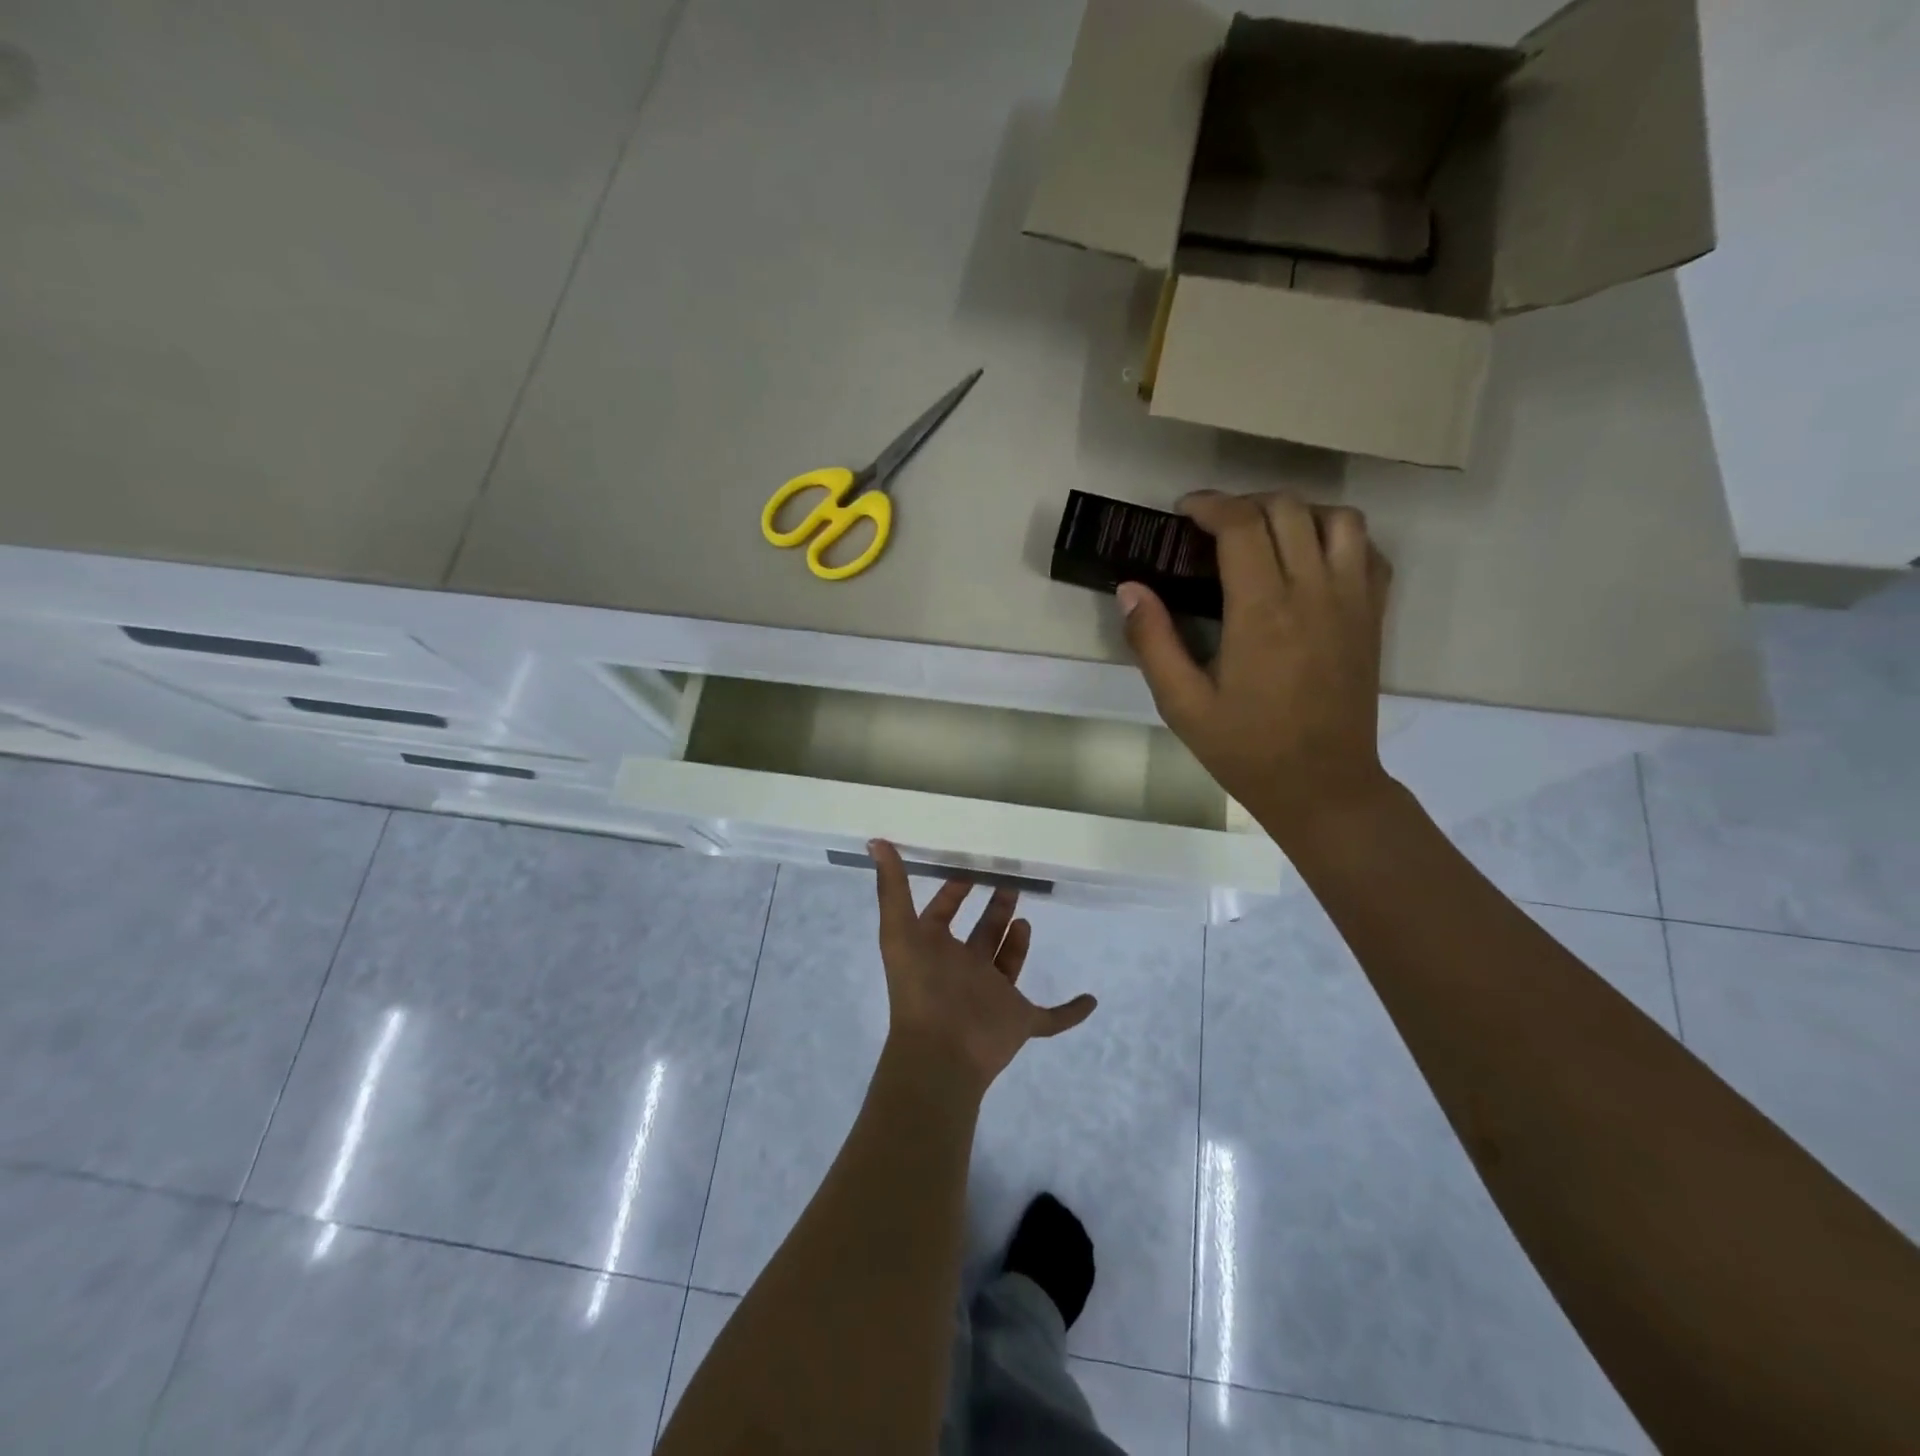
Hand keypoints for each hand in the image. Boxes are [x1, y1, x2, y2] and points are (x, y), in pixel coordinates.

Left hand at [871, 840, 1096, 1093]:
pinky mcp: (1020, 1021)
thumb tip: (876, 841)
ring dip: (1018, 945)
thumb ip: (892, 886)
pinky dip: (1071, 1012)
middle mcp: (965, 969)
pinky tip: (1091, 1000)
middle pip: (983, 934)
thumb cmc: (921, 987)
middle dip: (995, 909)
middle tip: (1012, 883)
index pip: (943, 913)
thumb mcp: (899, 930)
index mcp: (936, 949)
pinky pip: (1052, 1019)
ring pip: (1008, 965)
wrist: (941, 1053)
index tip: (971, 866)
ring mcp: (994, 996)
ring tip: (1027, 920)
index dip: (953, 891)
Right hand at [1118, 491, 1394, 850]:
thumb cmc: (1246, 748)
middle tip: (1214, 526)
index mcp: (1263, 611)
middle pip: (1288, 509)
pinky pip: (1367, 550)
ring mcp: (1352, 600)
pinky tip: (1309, 559)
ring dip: (1296, 512)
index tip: (1184, 512)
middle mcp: (1314, 592)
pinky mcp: (1373, 615)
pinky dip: (1337, 536)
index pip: (1242, 525)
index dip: (1210, 505)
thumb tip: (1129, 588)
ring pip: (1338, 518)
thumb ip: (1153, 642)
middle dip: (1245, 503)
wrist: (1322, 784)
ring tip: (1264, 535)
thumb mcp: (1182, 705)